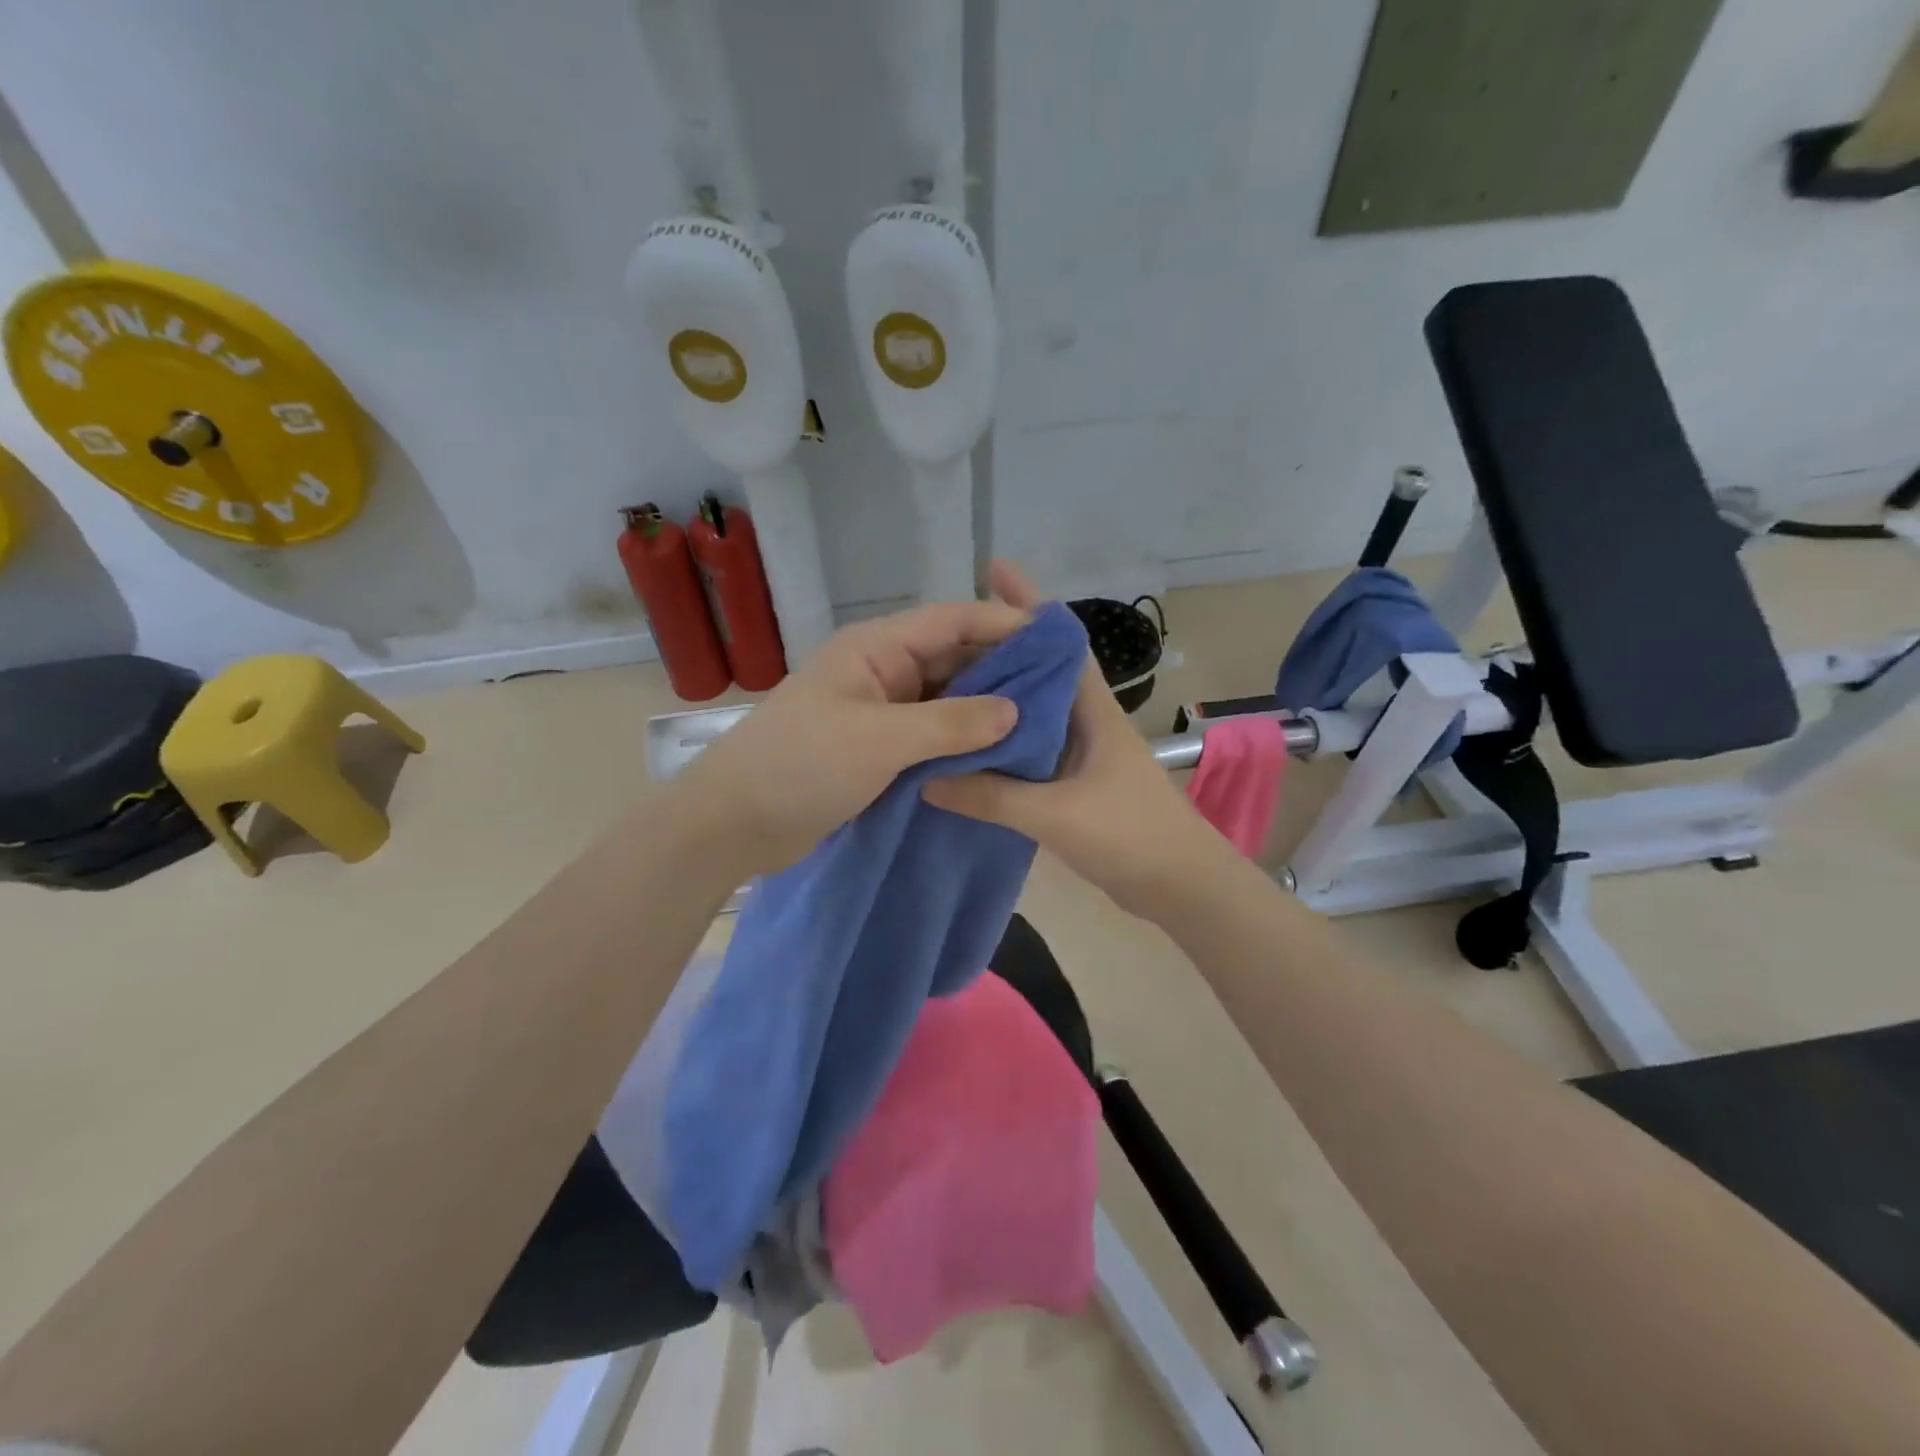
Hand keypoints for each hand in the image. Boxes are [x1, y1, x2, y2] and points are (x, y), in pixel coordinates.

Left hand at [675, 595, 1028, 876]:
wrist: (733, 824)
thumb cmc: (802, 766)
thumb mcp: (882, 741)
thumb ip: (952, 723)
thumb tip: (1015, 710)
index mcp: (875, 649)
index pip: (951, 621)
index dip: (1003, 624)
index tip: (1055, 641)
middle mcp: (881, 671)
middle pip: (951, 658)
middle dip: (1001, 670)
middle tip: (1057, 689)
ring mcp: (877, 711)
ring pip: (943, 699)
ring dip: (983, 710)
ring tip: (1039, 722)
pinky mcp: (876, 748)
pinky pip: (929, 734)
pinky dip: (960, 741)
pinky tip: (997, 753)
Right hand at [923, 563, 1233, 920]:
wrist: (1183, 888)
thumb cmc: (1132, 836)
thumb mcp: (1056, 814)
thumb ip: (991, 796)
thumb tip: (925, 776)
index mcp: (1092, 709)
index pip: (1059, 640)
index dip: (1029, 603)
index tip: (993, 571)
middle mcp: (1085, 720)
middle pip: (1039, 669)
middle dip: (999, 646)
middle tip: (943, 637)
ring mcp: (1080, 751)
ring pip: (1031, 710)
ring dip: (998, 694)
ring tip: (945, 683)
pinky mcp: (1074, 782)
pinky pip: (1029, 748)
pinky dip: (1000, 740)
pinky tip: (969, 746)